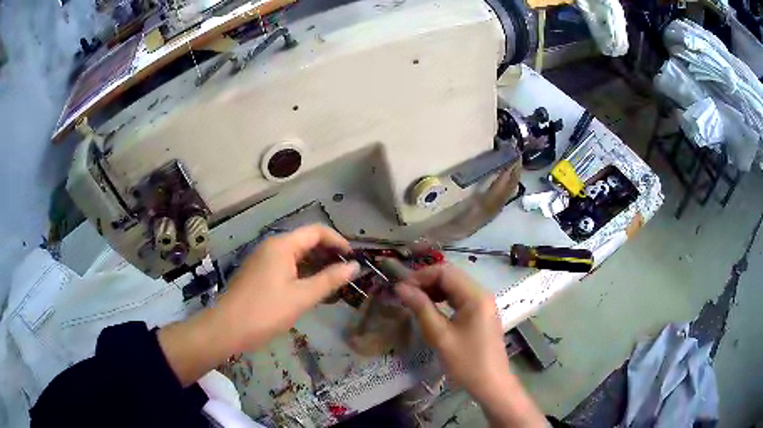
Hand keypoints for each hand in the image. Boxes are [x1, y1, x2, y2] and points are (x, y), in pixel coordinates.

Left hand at [217, 225, 359, 351]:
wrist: (227, 328)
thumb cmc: (266, 311)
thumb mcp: (302, 297)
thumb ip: (329, 279)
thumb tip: (355, 266)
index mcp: (282, 245)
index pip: (316, 231)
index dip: (338, 241)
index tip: (353, 258)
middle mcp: (271, 246)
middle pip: (305, 241)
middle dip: (328, 254)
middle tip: (346, 272)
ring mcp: (262, 259)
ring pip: (295, 255)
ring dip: (315, 265)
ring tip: (333, 283)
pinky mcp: (258, 273)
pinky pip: (285, 266)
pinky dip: (301, 273)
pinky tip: (310, 289)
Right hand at [396, 265, 546, 426]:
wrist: (491, 384)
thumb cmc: (466, 362)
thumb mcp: (440, 336)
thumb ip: (421, 308)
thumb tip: (400, 288)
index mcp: (475, 296)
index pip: (445, 272)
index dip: (421, 276)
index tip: (401, 289)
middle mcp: (482, 294)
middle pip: (451, 276)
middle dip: (426, 282)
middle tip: (404, 295)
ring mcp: (483, 303)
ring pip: (455, 286)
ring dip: (434, 290)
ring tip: (414, 301)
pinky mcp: (481, 313)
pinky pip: (460, 298)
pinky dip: (443, 299)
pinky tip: (431, 308)